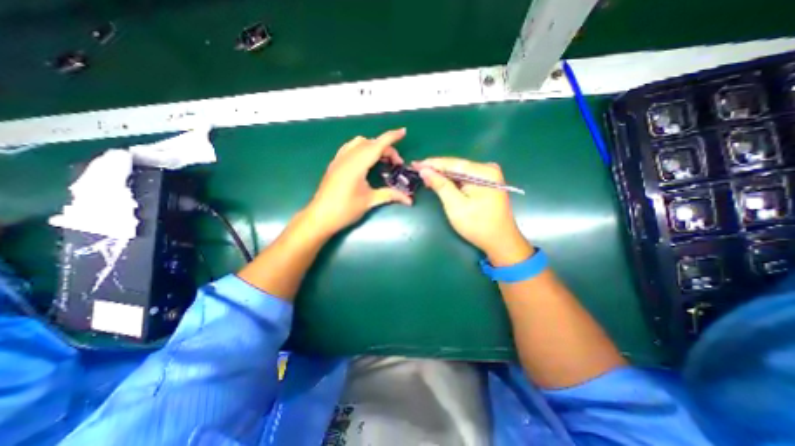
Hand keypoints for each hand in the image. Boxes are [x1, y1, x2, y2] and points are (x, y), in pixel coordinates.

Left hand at [305, 127, 412, 236]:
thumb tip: (409, 200)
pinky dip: (361, 148)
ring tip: (382, 160)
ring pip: (359, 143)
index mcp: (357, 164)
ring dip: (373, 146)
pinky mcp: (335, 164)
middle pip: (370, 143)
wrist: (320, 217)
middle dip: (386, 148)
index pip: (377, 145)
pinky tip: (365, 161)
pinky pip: (350, 148)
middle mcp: (347, 157)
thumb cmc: (345, 210)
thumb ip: (390, 195)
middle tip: (396, 164)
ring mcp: (339, 159)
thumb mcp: (370, 201)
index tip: (403, 132)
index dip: (391, 137)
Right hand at [413, 158, 529, 266]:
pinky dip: (452, 182)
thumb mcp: (455, 205)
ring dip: (443, 176)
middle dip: (436, 170)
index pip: (452, 163)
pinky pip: (464, 179)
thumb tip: (425, 170)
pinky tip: (440, 183)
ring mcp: (488, 176)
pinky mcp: (486, 184)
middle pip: (456, 166)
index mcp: (483, 172)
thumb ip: (440, 185)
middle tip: (417, 171)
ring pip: (459, 173)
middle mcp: (488, 169)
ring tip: (425, 177)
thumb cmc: (477, 225)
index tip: (415, 164)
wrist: (500, 241)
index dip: (432, 163)